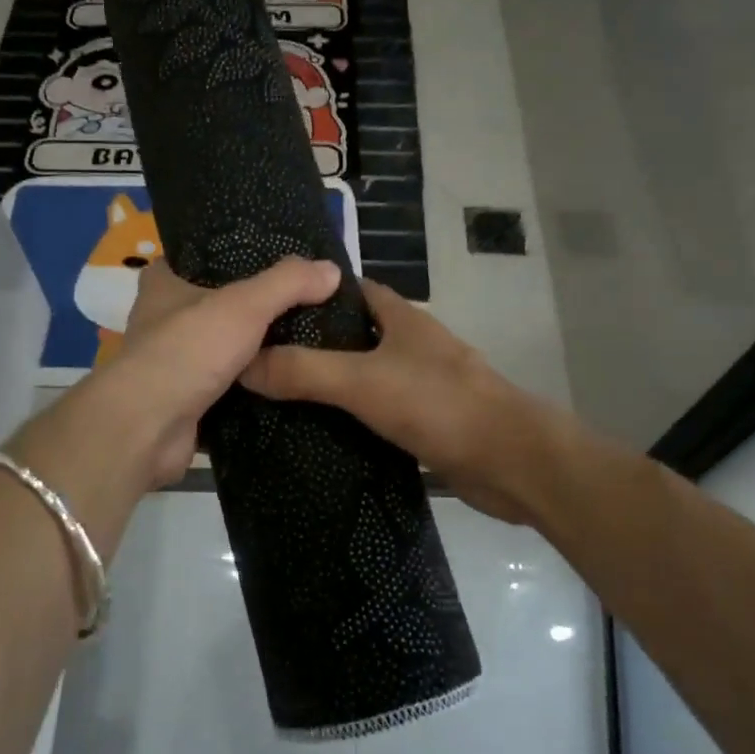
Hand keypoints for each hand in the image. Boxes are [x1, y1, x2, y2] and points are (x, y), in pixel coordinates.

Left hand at [65, 256, 341, 488]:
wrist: (148, 427)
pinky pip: (224, 394)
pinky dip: (248, 394)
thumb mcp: (244, 305)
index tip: (264, 260)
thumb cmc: (188, 349)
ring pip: (218, 353)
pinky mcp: (182, 406)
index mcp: (163, 287)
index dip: (223, 256)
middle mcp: (161, 323)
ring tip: (300, 347)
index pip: (190, 259)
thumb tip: (332, 270)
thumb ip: (288, 284)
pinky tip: (284, 388)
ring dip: (250, 355)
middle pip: (211, 308)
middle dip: (247, 310)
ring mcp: (171, 367)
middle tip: (298, 306)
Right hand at [241, 279, 567, 524]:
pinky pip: (382, 414)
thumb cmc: (439, 404)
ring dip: (334, 384)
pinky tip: (323, 435)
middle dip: (317, 343)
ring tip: (281, 397)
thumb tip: (243, 363)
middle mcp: (415, 347)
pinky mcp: (430, 424)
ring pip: (370, 376)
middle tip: (264, 358)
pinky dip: (355, 420)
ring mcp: (425, 386)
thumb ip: (305, 371)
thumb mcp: (363, 382)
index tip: (271, 307)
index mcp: (404, 320)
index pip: (354, 291)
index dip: (316, 293)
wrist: (511, 462)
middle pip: (359, 335)